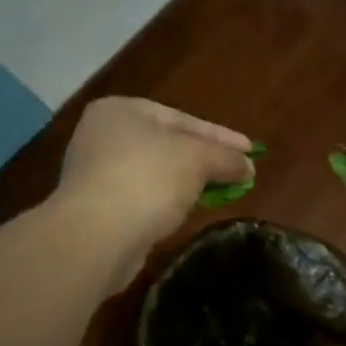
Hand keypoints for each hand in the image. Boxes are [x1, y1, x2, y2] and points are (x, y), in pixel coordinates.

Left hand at [58, 97, 253, 251]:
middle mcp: (102, 135)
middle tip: (238, 172)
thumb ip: (226, 158)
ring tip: (218, 193)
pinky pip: (140, 197)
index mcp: (121, 109)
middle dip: (204, 159)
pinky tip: (183, 212)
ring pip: (154, 172)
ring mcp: (95, 172)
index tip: (251, 151)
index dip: (221, 136)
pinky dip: (164, 201)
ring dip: (185, 182)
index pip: (182, 119)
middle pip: (167, 144)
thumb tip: (247, 166)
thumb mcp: (197, 160)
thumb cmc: (147, 180)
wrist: (95, 236)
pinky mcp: (95, 207)